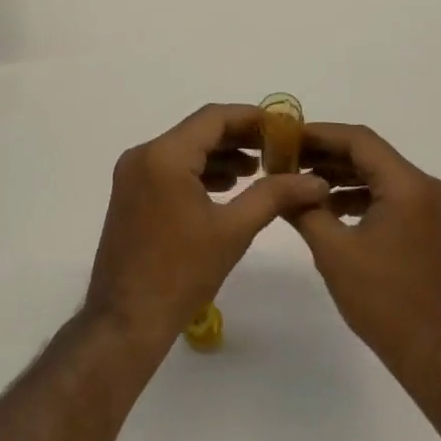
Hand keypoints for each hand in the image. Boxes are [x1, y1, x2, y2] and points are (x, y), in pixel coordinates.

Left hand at [84, 104, 328, 355]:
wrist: (125, 322)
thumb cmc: (181, 274)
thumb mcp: (233, 231)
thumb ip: (273, 196)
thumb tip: (316, 182)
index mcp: (165, 155)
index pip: (214, 118)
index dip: (251, 118)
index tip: (283, 128)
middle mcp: (144, 154)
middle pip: (199, 131)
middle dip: (239, 138)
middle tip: (277, 149)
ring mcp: (133, 174)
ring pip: (185, 149)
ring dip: (221, 155)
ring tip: (259, 170)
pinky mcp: (131, 193)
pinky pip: (171, 167)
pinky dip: (200, 171)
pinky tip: (228, 186)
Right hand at [291, 123, 440, 386]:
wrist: (434, 355)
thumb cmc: (384, 301)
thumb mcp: (334, 252)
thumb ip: (304, 210)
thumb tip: (278, 184)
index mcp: (408, 184)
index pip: (359, 140)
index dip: (319, 134)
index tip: (285, 137)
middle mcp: (424, 185)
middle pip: (369, 154)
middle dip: (326, 154)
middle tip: (286, 157)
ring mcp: (429, 205)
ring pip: (377, 173)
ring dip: (340, 174)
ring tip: (299, 180)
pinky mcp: (426, 224)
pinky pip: (387, 194)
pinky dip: (357, 195)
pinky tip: (327, 206)